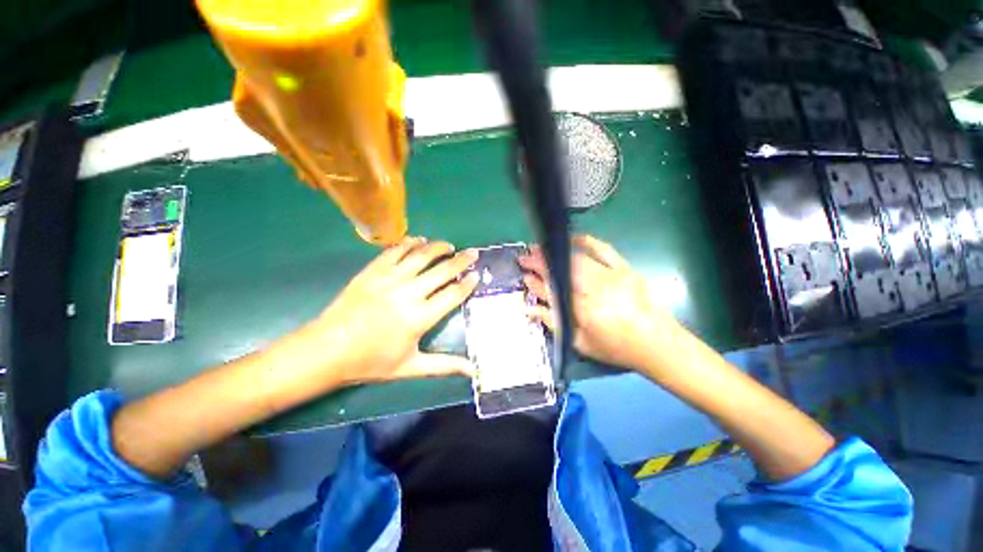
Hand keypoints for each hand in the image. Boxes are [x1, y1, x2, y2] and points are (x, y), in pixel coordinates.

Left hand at [304, 237, 478, 385]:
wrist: (327, 350)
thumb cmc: (371, 361)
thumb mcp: (411, 367)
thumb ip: (445, 366)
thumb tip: (473, 371)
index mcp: (420, 317)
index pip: (453, 294)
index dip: (468, 283)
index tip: (477, 275)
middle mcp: (408, 293)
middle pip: (442, 271)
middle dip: (461, 260)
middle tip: (473, 253)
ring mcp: (389, 279)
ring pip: (421, 256)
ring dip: (438, 247)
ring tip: (450, 245)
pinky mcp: (372, 271)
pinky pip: (395, 251)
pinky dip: (410, 243)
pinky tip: (419, 240)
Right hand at [518, 234, 679, 370]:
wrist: (658, 343)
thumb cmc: (616, 348)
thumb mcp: (580, 343)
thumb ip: (553, 323)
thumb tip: (528, 309)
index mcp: (582, 308)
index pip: (552, 289)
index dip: (535, 281)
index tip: (523, 274)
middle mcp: (594, 288)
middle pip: (561, 269)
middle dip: (540, 261)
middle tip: (525, 258)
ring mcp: (610, 275)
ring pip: (575, 258)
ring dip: (555, 252)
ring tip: (540, 249)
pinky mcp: (623, 268)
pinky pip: (603, 249)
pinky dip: (585, 241)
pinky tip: (571, 238)